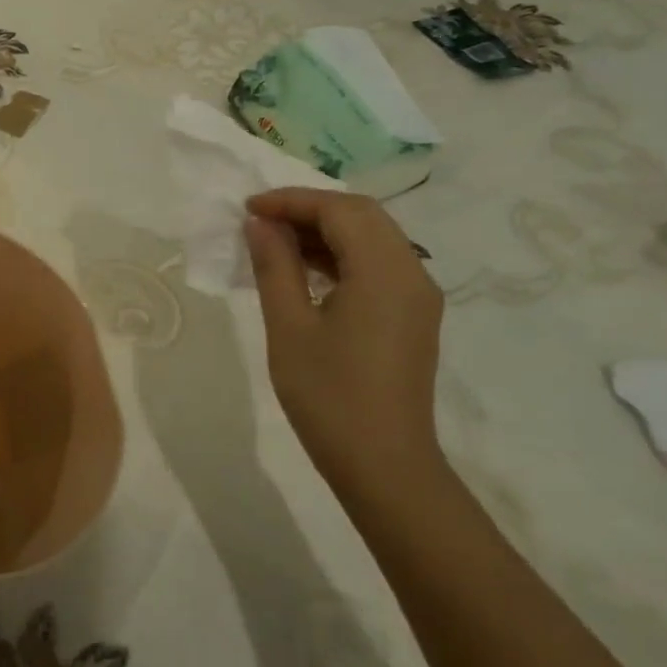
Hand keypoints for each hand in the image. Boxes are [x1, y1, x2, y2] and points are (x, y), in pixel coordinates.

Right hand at [243, 188, 444, 493]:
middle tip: (261, 220)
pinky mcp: (413, 316)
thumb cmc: (329, 396)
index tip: (248, 209)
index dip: (292, 200)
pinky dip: (341, 255)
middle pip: (363, 216)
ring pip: (373, 238)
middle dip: (310, 209)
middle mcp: (413, 273)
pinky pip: (378, 265)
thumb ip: (275, 266)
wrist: (384, 465)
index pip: (341, 210)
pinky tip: (305, 271)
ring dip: (325, 231)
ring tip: (276, 242)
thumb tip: (259, 224)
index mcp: (385, 272)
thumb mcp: (289, 326)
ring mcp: (417, 296)